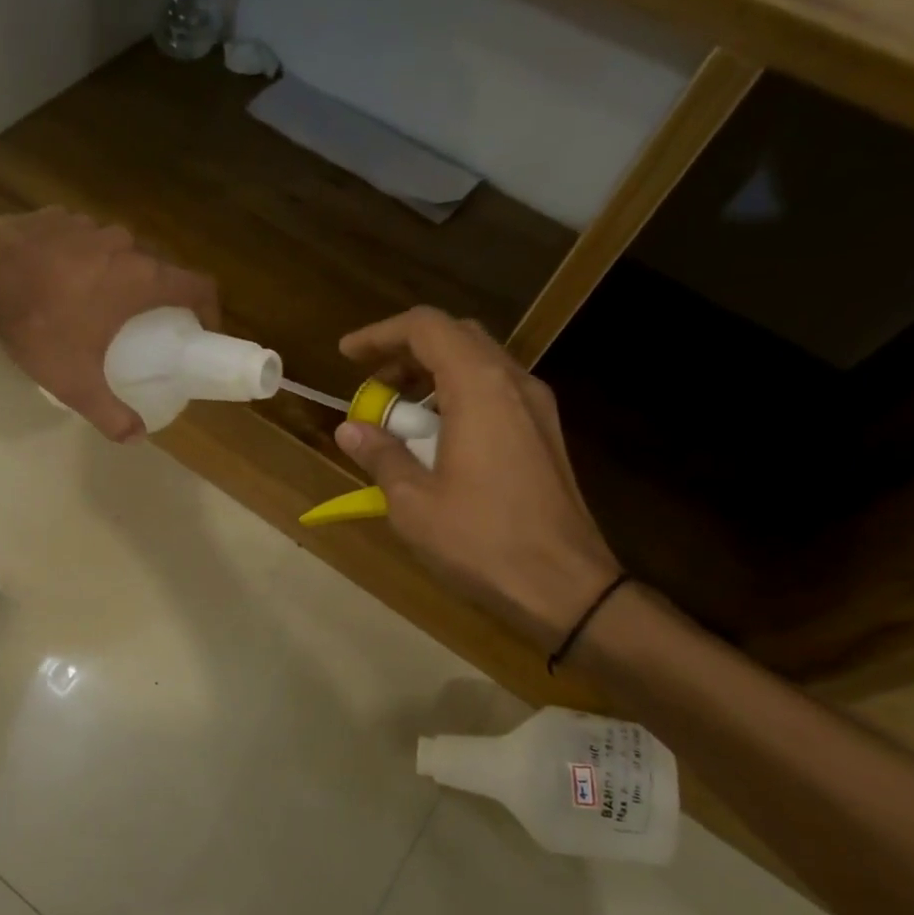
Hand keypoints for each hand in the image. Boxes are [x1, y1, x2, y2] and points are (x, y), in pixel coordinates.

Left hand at [0, 208, 217, 440]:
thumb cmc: (39, 326)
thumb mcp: (76, 382)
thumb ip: (110, 414)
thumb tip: (135, 438)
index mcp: (141, 279)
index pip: (199, 285)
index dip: (210, 308)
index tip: (202, 330)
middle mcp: (124, 244)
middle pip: (160, 267)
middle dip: (161, 295)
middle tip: (148, 324)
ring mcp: (88, 225)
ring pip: (120, 250)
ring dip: (120, 274)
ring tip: (98, 302)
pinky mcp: (56, 215)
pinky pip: (83, 239)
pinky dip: (83, 259)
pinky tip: (59, 280)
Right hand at [335, 307, 621, 649]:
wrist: (566, 586)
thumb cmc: (482, 540)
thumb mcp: (413, 502)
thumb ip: (381, 455)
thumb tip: (350, 430)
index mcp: (479, 388)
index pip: (427, 328)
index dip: (380, 334)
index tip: (347, 355)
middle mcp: (513, 383)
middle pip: (456, 337)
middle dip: (406, 351)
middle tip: (372, 382)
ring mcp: (536, 407)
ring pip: (478, 362)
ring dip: (432, 374)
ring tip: (398, 415)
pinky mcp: (544, 433)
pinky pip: (494, 391)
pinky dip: (457, 395)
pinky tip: (436, 438)